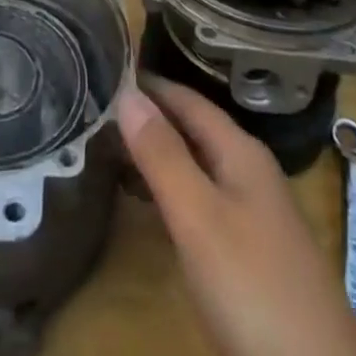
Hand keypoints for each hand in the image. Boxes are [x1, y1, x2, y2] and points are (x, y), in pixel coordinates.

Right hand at [117, 77, 355, 355]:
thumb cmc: (254, 286)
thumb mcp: (199, 217)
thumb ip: (163, 155)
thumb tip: (126, 90)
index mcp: (241, 151)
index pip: (189, 99)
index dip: (151, 85)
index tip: (107, 70)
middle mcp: (250, 172)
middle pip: (195, 129)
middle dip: (152, 117)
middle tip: (100, 107)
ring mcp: (255, 215)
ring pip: (199, 165)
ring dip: (161, 154)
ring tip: (113, 147)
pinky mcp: (253, 255)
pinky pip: (204, 201)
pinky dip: (173, 190)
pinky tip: (152, 205)